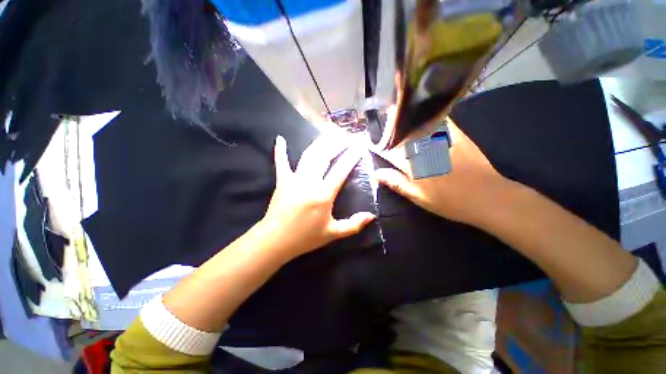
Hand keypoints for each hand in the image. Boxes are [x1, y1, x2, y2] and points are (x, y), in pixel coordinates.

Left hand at [260, 135, 375, 258]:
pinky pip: (281, 163)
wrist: (275, 240)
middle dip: (337, 143)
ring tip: (329, 132)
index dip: (351, 157)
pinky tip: (280, 139)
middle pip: (324, 156)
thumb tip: (372, 216)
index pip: (341, 170)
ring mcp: (294, 179)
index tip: (359, 146)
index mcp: (323, 194)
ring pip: (308, 155)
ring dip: (319, 142)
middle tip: (346, 134)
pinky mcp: (282, 181)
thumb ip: (353, 225)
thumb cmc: (305, 237)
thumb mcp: (332, 233)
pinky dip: (280, 151)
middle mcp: (309, 182)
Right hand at [374, 120, 512, 226]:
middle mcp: (424, 148)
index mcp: (413, 164)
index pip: (389, 151)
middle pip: (402, 133)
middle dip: (390, 126)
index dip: (378, 146)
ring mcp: (441, 139)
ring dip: (405, 118)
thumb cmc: (450, 201)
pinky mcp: (456, 135)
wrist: (487, 197)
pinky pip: (440, 120)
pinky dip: (429, 115)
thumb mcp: (419, 197)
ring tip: (396, 111)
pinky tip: (424, 112)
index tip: (370, 141)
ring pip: (418, 124)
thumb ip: (396, 183)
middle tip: (381, 118)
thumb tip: (376, 174)